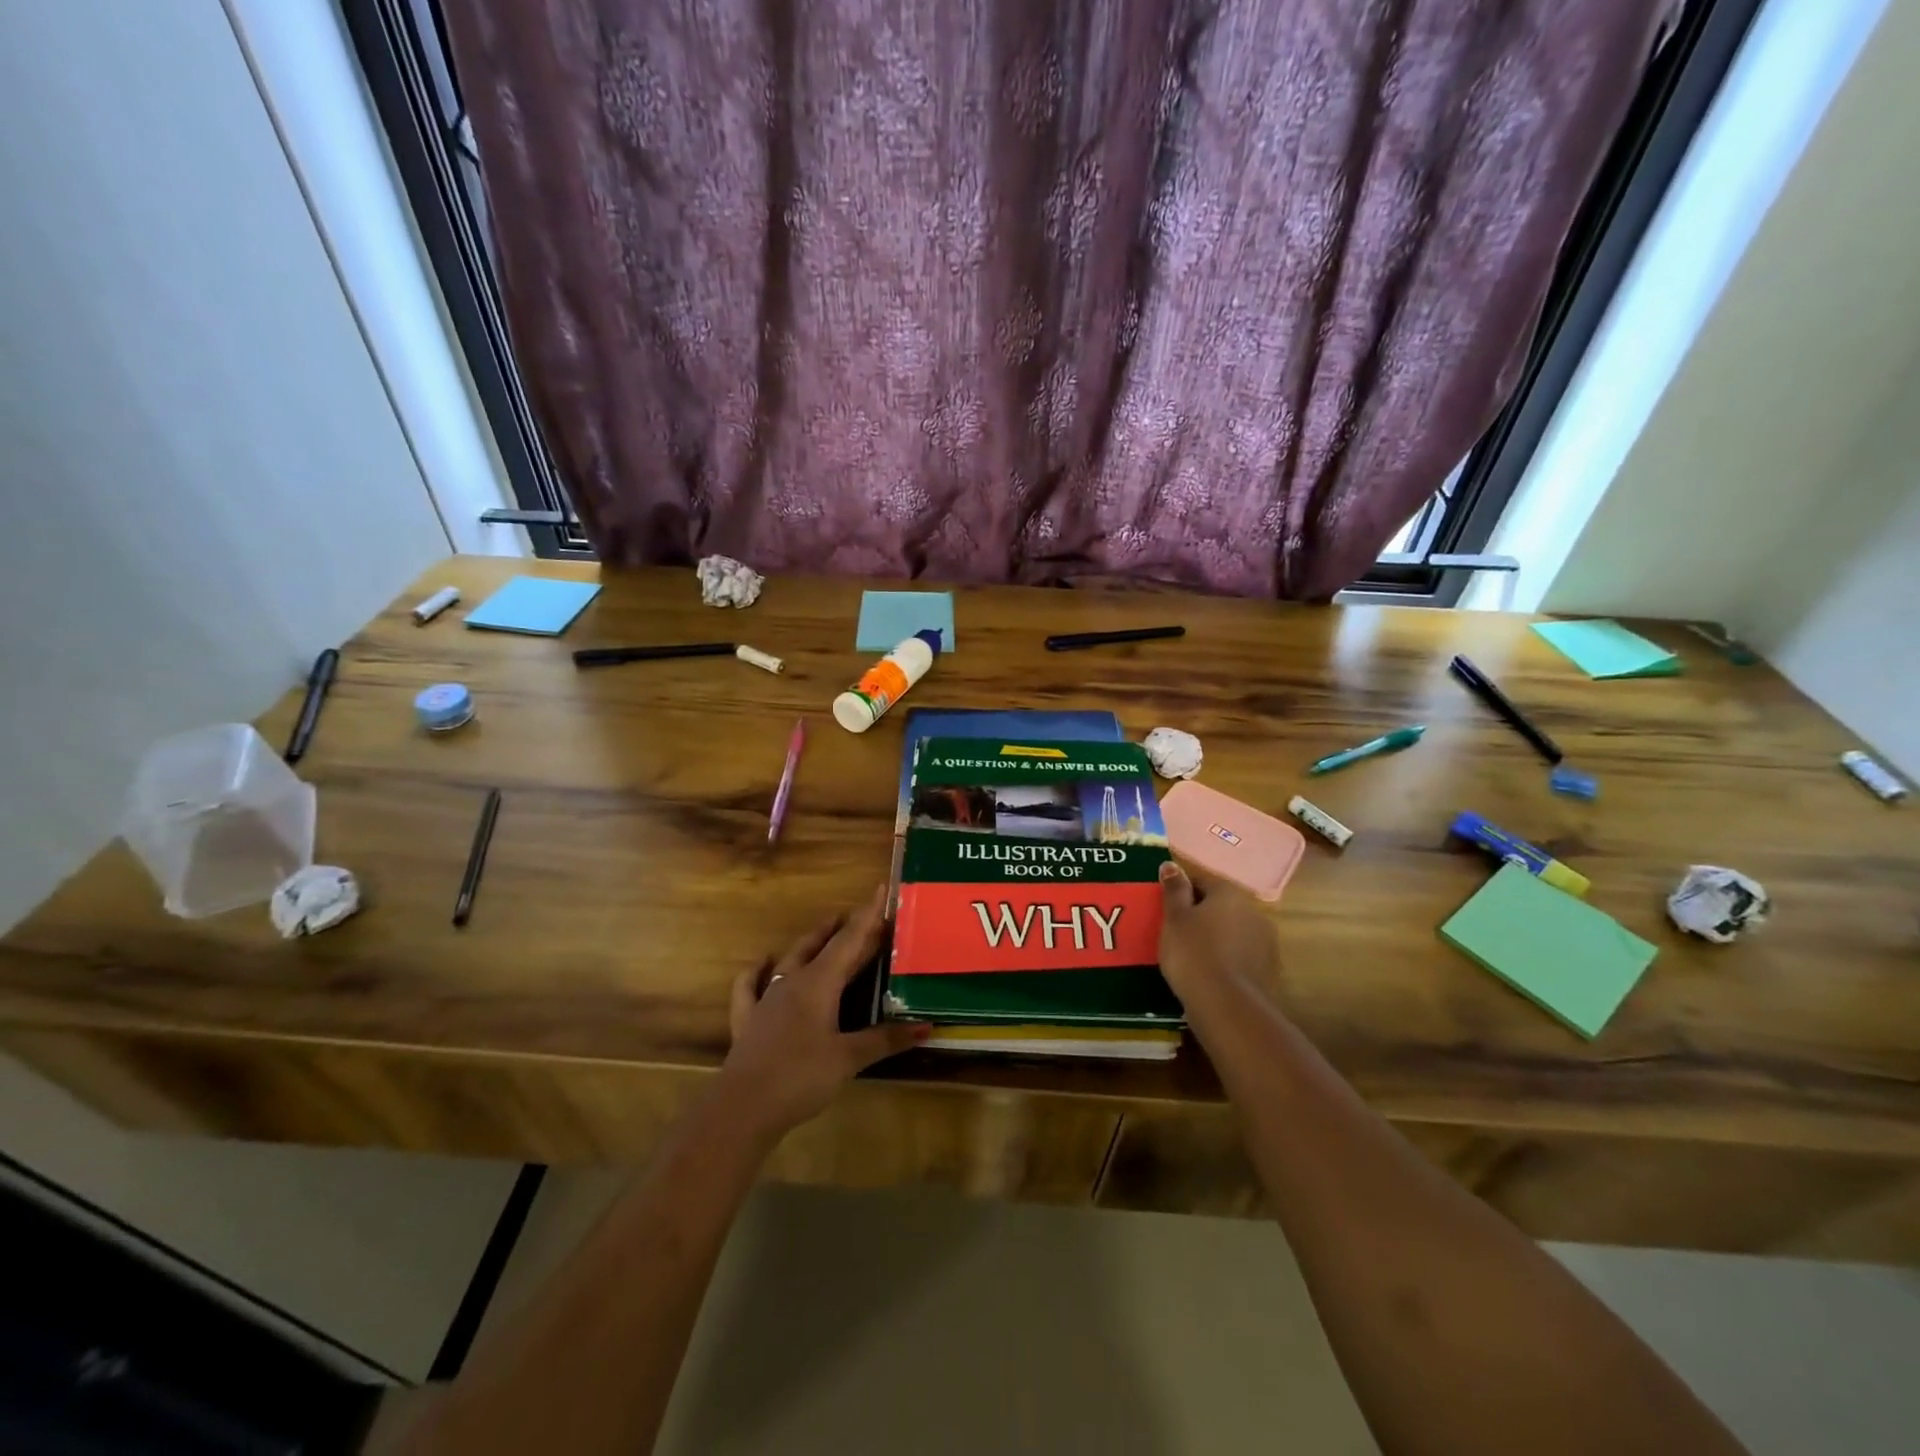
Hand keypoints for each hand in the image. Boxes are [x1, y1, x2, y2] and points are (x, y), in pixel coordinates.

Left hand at [720, 885, 926, 1142]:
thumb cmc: (800, 1077)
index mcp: (818, 983)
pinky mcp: (748, 1021)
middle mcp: (792, 981)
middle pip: (822, 946)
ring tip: (826, 927)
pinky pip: (750, 986)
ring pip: (791, 959)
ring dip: (811, 942)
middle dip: (845, 928)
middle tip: (864, 914)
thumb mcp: (849, 1059)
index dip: (867, 917)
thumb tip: (927, 1026)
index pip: (848, 941)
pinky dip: (758, 971)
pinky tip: (762, 962)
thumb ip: (885, 1040)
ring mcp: (766, 999)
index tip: (880, 891)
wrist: (742, 1108)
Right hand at [1157, 860, 1281, 1006]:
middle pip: (1220, 905)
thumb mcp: (1174, 918)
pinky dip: (1227, 958)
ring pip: (1233, 930)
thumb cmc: (1193, 953)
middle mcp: (1253, 910)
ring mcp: (1265, 941)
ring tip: (1192, 956)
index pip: (1201, 880)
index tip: (1166, 910)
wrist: (1227, 1006)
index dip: (1180, 892)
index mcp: (1229, 893)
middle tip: (1176, 932)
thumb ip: (1174, 890)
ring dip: (1216, 936)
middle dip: (1201, 914)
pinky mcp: (1268, 969)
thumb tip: (1171, 865)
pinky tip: (1211, 973)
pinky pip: (1241, 954)